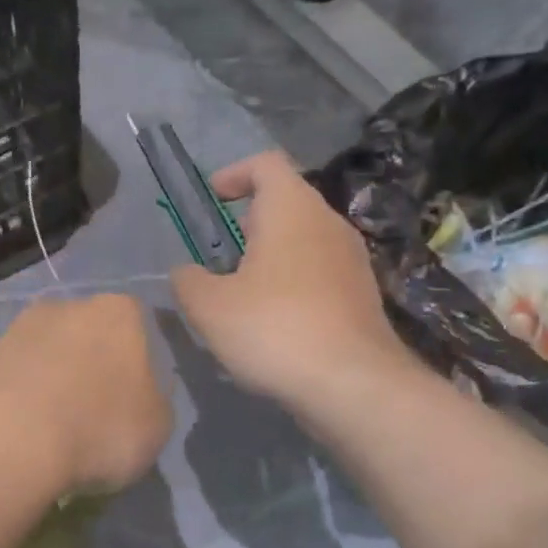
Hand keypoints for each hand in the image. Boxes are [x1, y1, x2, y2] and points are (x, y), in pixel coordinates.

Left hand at [0, 295, 171, 493]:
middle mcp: (70, 305)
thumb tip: (139, 398)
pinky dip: (21, 400)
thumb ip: (154, 402)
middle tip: (94, 417)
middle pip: (90, 338)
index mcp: (122, 312)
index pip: (141, 331)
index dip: (140, 369)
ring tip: (53, 432)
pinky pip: (16, 378)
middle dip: (93, 370)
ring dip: (53, 384)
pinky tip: (22, 432)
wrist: (8, 437)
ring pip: (49, 355)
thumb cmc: (101, 426)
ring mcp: (21, 326)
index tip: (134, 404)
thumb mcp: (157, 427)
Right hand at [171, 151, 414, 412]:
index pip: (266, 163)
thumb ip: (188, 281)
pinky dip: (294, 284)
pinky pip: (320, 273)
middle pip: (287, 202)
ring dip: (272, 257)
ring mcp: (353, 260)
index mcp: (292, 209)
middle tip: (219, 256)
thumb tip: (185, 273)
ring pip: (305, 241)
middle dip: (249, 222)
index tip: (212, 200)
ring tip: (242, 293)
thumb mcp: (209, 307)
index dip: (234, 173)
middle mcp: (329, 223)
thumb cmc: (274, 329)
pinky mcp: (363, 296)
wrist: (353, 384)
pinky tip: (274, 324)